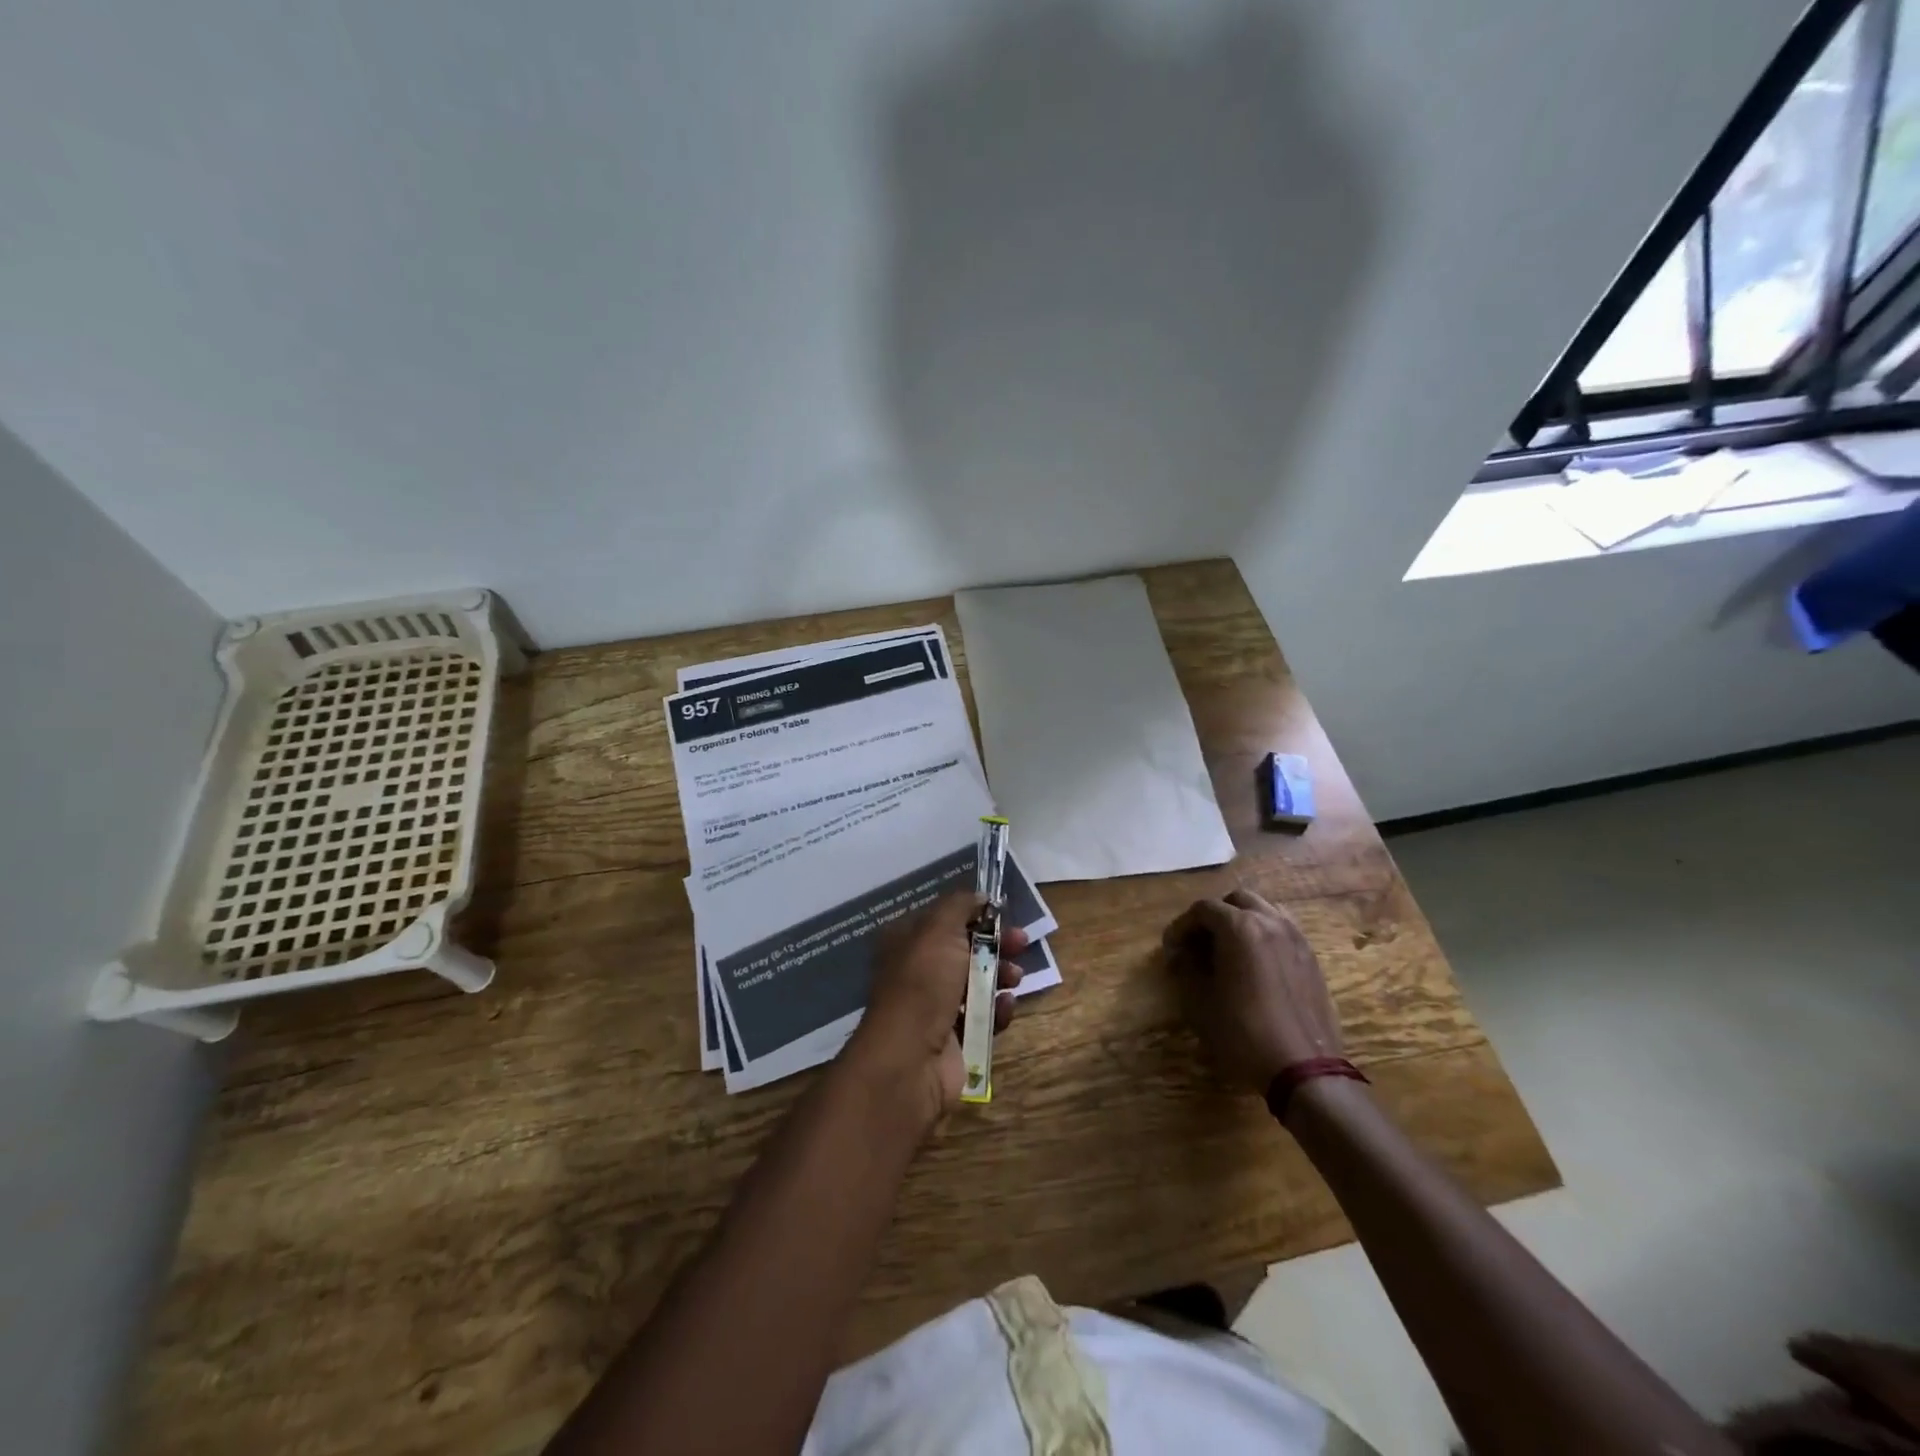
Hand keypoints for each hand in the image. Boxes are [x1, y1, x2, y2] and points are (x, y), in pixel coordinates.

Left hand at [847, 891, 1027, 1129]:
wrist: (911, 1057)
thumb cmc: (923, 983)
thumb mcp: (939, 929)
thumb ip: (960, 905)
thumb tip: (979, 896)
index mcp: (907, 941)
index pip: (945, 919)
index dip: (975, 914)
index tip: (1002, 914)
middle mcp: (919, 971)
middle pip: (965, 949)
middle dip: (996, 944)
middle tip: (1022, 943)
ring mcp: (935, 1007)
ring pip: (977, 983)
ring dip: (1000, 976)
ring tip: (1015, 978)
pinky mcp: (954, 1038)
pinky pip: (983, 1017)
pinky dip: (997, 1010)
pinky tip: (1006, 1007)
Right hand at [1163, 888, 1340, 1093]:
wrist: (1304, 1068)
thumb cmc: (1244, 1033)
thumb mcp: (1200, 1002)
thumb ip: (1187, 968)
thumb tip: (1181, 955)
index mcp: (1240, 927)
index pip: (1203, 909)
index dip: (1181, 926)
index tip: (1171, 948)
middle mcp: (1270, 922)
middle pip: (1236, 900)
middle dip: (1213, 916)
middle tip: (1199, 943)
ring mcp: (1296, 938)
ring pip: (1264, 910)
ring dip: (1242, 920)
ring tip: (1228, 948)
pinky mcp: (1311, 958)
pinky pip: (1283, 930)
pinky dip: (1264, 934)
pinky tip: (1254, 963)